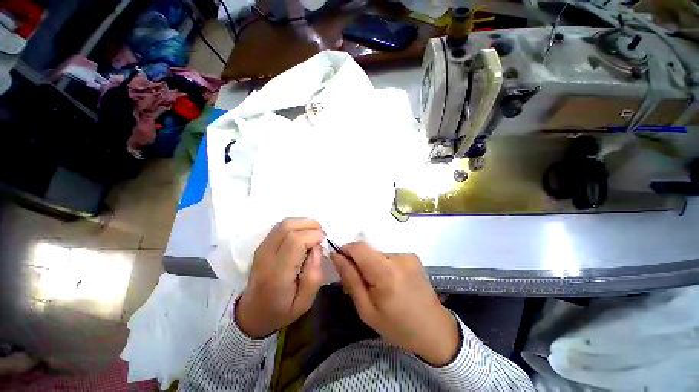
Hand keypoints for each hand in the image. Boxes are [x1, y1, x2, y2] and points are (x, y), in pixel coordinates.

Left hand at [236, 218, 324, 337]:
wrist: (251, 313)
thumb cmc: (280, 310)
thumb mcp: (304, 303)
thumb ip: (314, 275)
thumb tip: (318, 248)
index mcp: (277, 273)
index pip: (295, 242)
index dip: (313, 235)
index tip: (324, 241)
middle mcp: (266, 256)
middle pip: (288, 227)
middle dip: (310, 225)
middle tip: (321, 235)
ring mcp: (262, 248)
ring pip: (283, 223)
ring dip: (303, 223)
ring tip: (314, 233)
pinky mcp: (262, 245)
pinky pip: (280, 226)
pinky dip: (295, 225)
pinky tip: (303, 234)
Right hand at [330, 243, 459, 366]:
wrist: (435, 330)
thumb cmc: (398, 326)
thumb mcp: (367, 310)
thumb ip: (351, 279)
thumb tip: (336, 256)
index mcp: (386, 272)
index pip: (359, 247)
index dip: (346, 251)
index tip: (341, 263)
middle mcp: (398, 257)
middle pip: (368, 250)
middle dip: (358, 262)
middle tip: (359, 283)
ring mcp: (407, 255)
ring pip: (377, 253)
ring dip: (371, 264)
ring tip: (376, 286)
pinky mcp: (412, 256)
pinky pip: (388, 256)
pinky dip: (382, 265)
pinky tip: (389, 282)